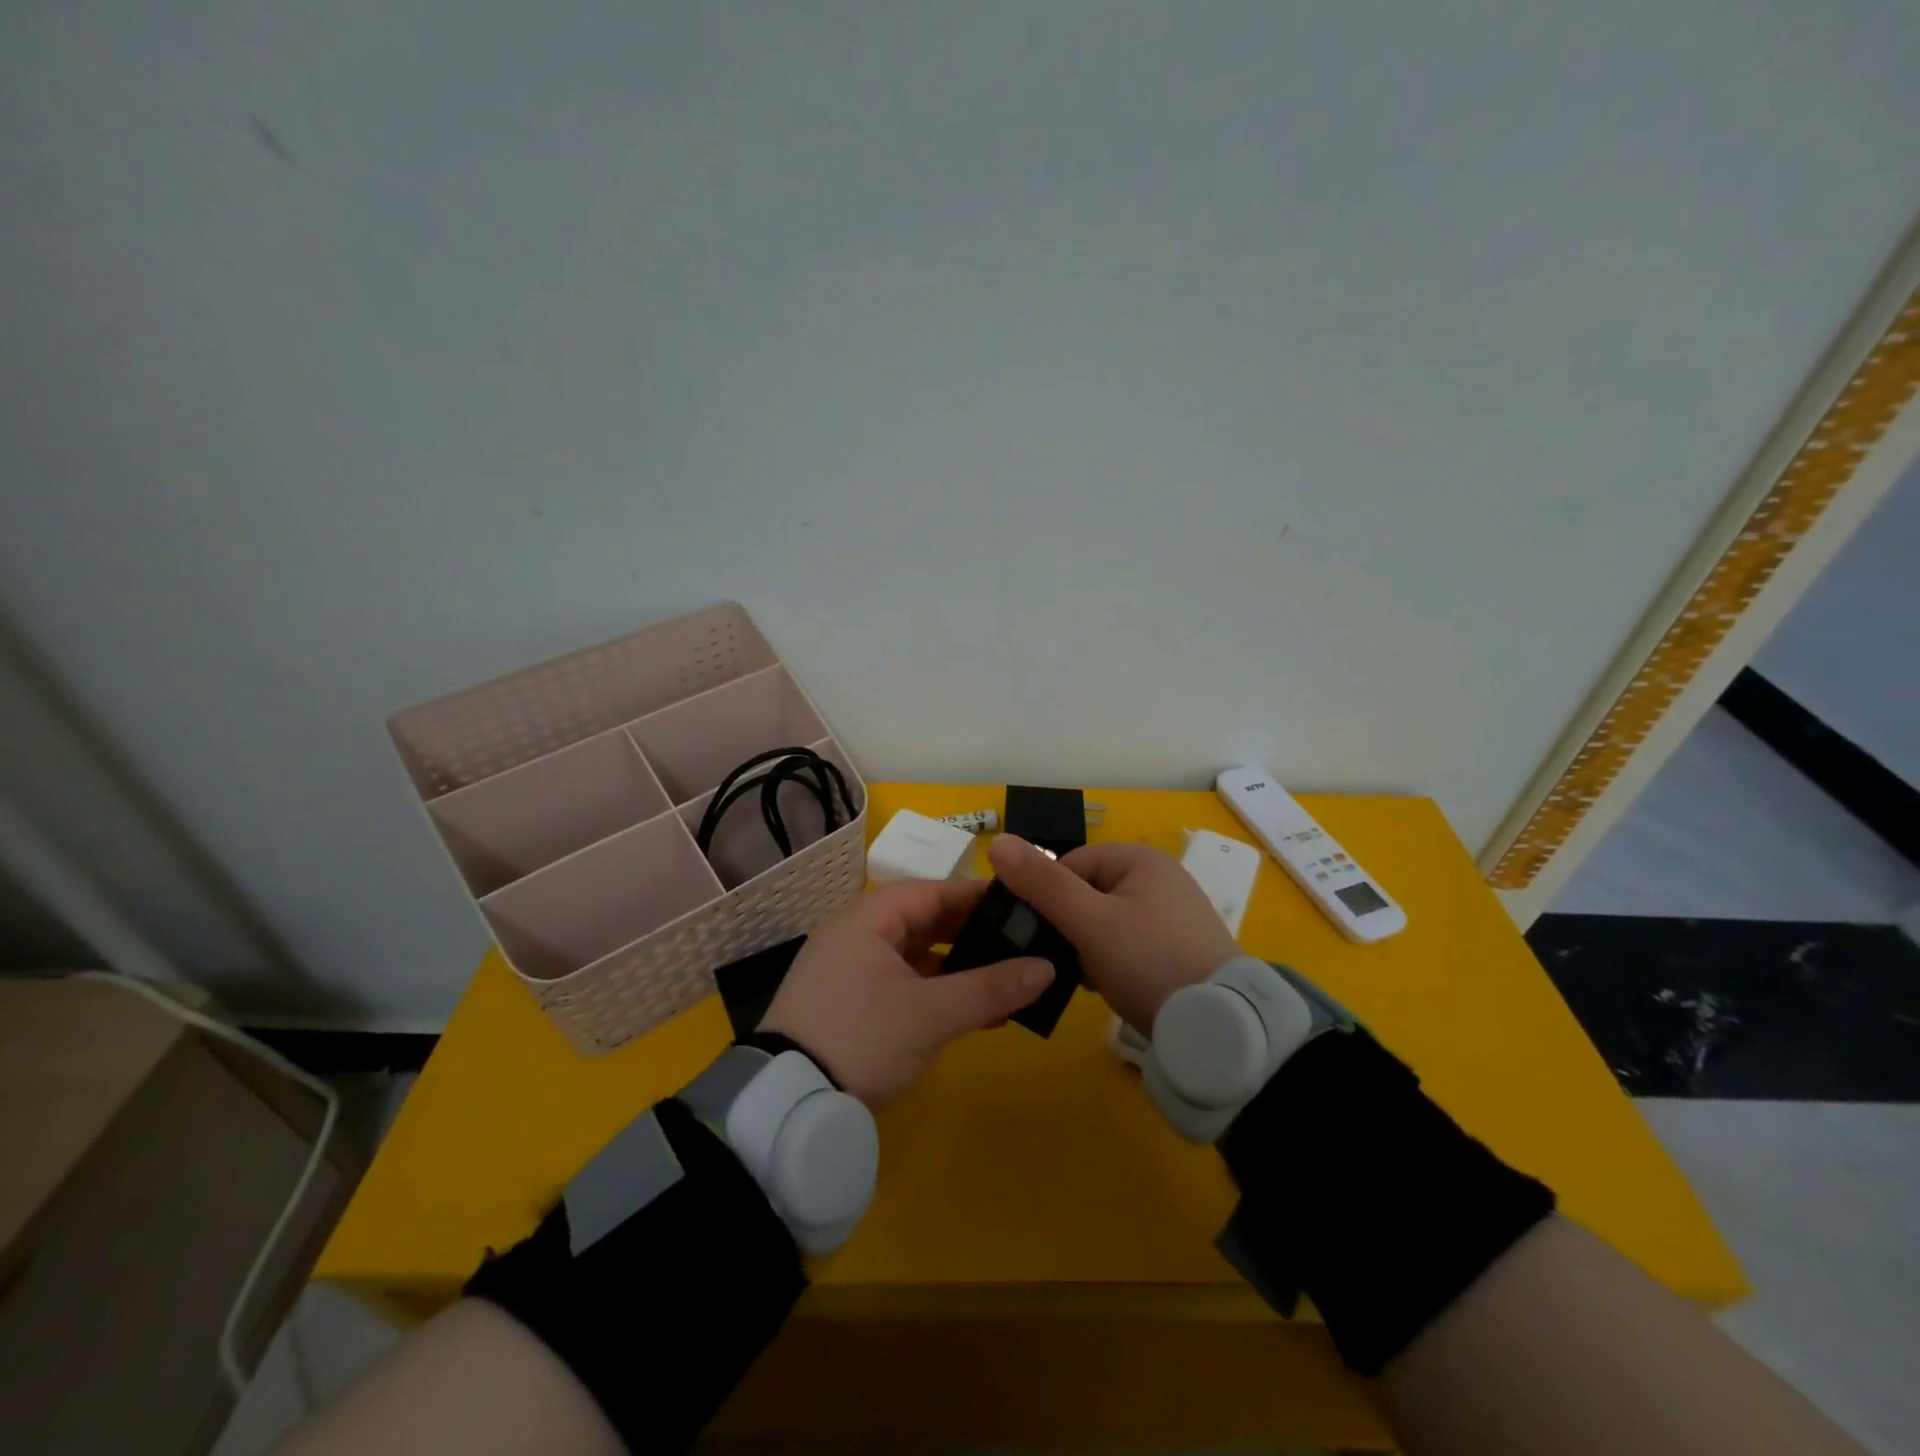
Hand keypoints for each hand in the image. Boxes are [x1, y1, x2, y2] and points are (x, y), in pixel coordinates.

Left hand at [759, 878, 1055, 1105]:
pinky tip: (971, 1013)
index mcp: (867, 921)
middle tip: (1017, 943)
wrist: (786, 1106)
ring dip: (956, 969)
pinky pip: (902, 987)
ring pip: (913, 959)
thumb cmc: (861, 1038)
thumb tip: (1047, 968)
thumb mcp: (930, 1014)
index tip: (1018, 904)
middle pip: (922, 923)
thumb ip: (990, 988)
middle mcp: (855, 938)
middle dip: (969, 934)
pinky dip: (935, 994)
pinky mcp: (848, 1009)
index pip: (929, 892)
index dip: (974, 896)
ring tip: (1003, 980)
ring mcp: (849, 975)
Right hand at [986, 836, 1239, 1031]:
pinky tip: (1104, 987)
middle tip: (1059, 960)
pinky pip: (1127, 946)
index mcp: (1140, 859)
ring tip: (1081, 977)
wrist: (1218, 1027)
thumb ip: (1042, 883)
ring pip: (1104, 923)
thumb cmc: (1148, 960)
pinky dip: (1110, 962)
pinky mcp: (1178, 950)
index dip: (1047, 897)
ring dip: (1086, 947)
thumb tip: (996, 841)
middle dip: (1068, 926)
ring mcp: (1172, 916)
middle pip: (1087, 893)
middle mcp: (1159, 878)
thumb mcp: (1089, 921)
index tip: (1037, 934)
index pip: (1071, 863)